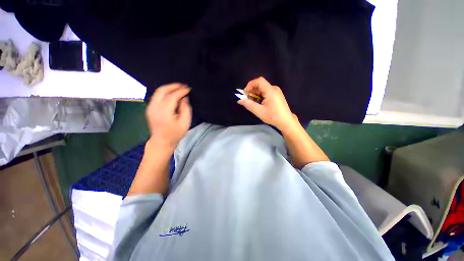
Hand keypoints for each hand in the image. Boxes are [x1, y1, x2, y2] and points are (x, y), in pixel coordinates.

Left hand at [146, 83, 191, 149]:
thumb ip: (185, 109)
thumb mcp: (185, 123)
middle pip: (162, 90)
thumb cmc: (175, 134)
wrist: (162, 141)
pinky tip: (172, 93)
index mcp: (164, 113)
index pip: (172, 96)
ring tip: (179, 88)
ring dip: (169, 88)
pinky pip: (157, 96)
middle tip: (183, 86)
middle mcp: (154, 108)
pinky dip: (165, 92)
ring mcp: (150, 107)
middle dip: (173, 86)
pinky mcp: (149, 108)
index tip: (188, 89)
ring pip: (158, 92)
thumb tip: (184, 98)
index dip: (181, 91)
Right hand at [238, 77, 297, 130]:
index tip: (245, 93)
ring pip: (262, 89)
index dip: (250, 85)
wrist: (286, 121)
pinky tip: (259, 103)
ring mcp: (276, 91)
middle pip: (260, 85)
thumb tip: (240, 100)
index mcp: (270, 91)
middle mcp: (274, 88)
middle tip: (247, 100)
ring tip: (252, 103)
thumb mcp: (259, 111)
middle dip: (252, 91)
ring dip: (255, 94)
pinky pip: (266, 92)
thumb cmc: (273, 116)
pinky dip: (260, 96)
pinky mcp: (276, 95)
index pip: (259, 81)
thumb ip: (249, 104)